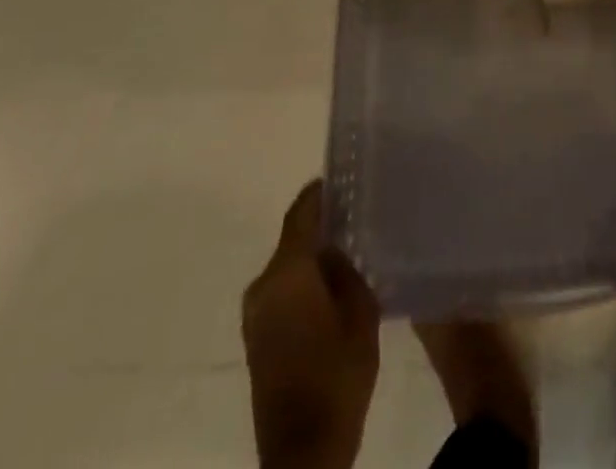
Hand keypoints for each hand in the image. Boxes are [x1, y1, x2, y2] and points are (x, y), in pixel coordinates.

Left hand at [243, 181, 380, 468]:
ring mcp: (255, 313)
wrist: (304, 451)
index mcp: (286, 273)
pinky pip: (282, 288)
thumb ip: (348, 267)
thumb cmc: (338, 375)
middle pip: (293, 237)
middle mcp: (262, 286)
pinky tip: (333, 282)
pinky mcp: (257, 336)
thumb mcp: (361, 311)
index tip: (345, 174)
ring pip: (288, 264)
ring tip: (352, 244)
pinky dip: (304, 277)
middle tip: (359, 210)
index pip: (301, 213)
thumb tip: (340, 243)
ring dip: (313, 253)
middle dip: (322, 222)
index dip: (321, 191)